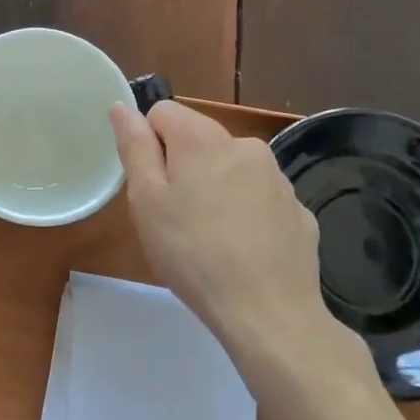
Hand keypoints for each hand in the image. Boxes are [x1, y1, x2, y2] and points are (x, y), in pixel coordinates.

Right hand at [108, 100, 367, 381]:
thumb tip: (122, 107)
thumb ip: (134, 147)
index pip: (162, 112)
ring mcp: (278, 178)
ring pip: (230, 169)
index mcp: (203, 138)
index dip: (147, 144)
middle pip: (198, 140)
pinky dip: (245, 214)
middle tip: (173, 217)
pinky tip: (241, 251)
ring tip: (207, 239)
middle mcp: (245, 145)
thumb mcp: (147, 201)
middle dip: (181, 168)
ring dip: (215, 189)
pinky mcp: (298, 210)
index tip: (149, 186)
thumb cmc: (193, 254)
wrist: (268, 313)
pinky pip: (259, 199)